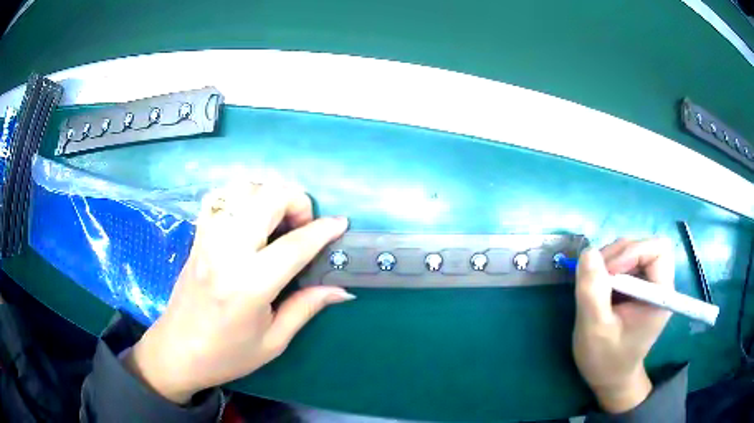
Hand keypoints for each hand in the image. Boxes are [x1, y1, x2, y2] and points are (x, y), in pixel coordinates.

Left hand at [123, 183, 353, 403]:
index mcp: (249, 285)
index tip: (341, 223)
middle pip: (267, 198)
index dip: (323, 230)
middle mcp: (226, 251)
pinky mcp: (197, 236)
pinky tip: (250, 217)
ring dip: (268, 195)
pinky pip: (219, 197)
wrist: (177, 351)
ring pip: (242, 189)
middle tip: (304, 226)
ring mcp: (207, 238)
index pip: (294, 245)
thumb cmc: (226, 354)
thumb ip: (306, 307)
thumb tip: (341, 289)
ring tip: (278, 220)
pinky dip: (241, 196)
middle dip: (296, 201)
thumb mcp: (273, 341)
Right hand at [572, 238, 673, 412]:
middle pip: (646, 246)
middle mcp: (660, 284)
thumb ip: (592, 292)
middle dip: (619, 253)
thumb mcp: (594, 330)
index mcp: (660, 296)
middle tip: (595, 273)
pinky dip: (610, 266)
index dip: (633, 252)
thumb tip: (587, 252)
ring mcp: (649, 284)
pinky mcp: (638, 286)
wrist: (610, 377)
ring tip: (594, 281)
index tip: (608, 272)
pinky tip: (599, 284)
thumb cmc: (605, 359)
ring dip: (611, 258)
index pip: (658, 251)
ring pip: (634, 250)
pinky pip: (626, 261)